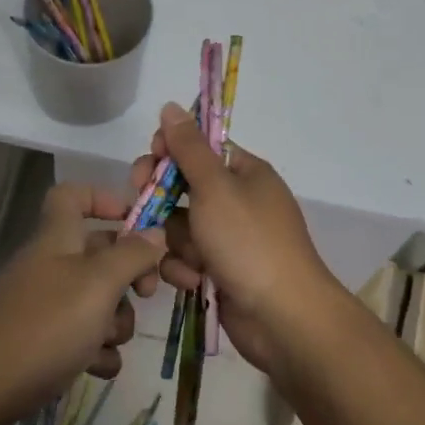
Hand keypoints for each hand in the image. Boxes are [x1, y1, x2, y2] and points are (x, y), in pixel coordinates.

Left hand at [0, 184, 163, 423]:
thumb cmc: (47, 323)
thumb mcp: (99, 283)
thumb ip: (132, 255)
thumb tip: (156, 234)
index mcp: (59, 237)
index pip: (73, 195)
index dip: (103, 198)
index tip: (136, 221)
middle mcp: (52, 264)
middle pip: (99, 253)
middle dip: (129, 275)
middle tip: (146, 294)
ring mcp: (47, 304)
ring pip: (97, 299)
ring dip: (115, 321)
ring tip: (109, 340)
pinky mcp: (45, 342)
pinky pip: (84, 337)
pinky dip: (97, 351)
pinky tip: (98, 367)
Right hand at [131, 102, 346, 374]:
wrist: (283, 318)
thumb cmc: (249, 242)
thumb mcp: (215, 187)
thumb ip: (188, 147)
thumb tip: (170, 106)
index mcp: (244, 172)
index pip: (199, 148)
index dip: (170, 152)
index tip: (149, 162)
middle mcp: (237, 200)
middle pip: (183, 187)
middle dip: (161, 200)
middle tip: (141, 207)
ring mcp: (229, 238)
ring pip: (179, 226)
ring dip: (174, 242)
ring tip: (186, 259)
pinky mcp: (219, 271)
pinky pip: (187, 258)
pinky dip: (185, 269)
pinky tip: (192, 281)